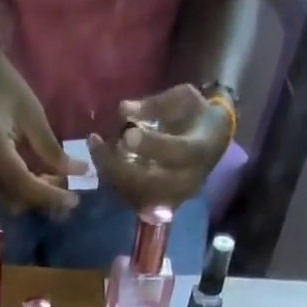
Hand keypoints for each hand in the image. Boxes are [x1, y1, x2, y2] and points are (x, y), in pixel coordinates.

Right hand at [0, 46, 88, 215]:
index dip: (50, 196)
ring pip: (10, 201)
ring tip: (55, 180)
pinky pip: (4, 194)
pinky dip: (24, 191)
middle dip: (43, 198)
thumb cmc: (3, 85)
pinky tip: (39, 176)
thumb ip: (50, 148)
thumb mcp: (32, 113)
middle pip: (16, 200)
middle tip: (67, 185)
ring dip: (34, 197)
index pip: (24, 185)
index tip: (74, 200)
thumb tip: (75, 171)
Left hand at [87, 85, 232, 212]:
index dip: (149, 145)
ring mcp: (171, 199)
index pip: (174, 152)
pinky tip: (104, 160)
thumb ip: (156, 104)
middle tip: (95, 142)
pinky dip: (114, 180)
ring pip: (134, 193)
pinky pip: (131, 198)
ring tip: (96, 148)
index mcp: (198, 151)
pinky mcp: (158, 207)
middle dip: (117, 164)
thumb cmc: (196, 116)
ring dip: (110, 172)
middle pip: (147, 181)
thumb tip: (123, 109)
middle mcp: (185, 182)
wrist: (211, 145)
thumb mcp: (183, 98)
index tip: (126, 133)